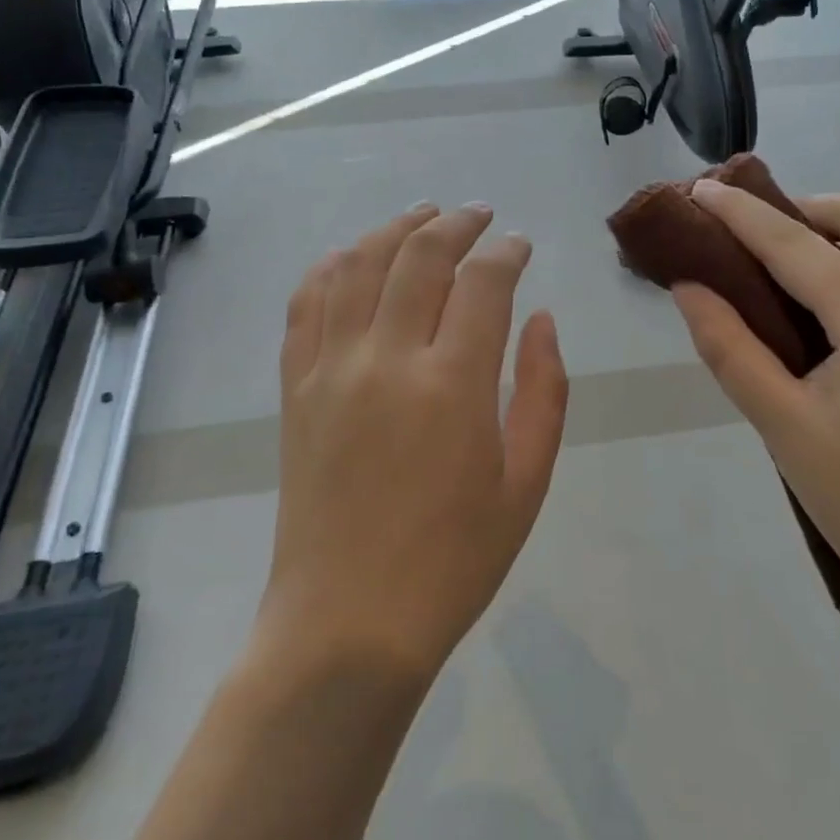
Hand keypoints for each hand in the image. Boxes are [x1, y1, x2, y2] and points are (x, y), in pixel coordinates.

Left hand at [260, 204, 568, 682]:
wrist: (347, 624)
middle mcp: (387, 359)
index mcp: (453, 385)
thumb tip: (541, 319)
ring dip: (395, 228)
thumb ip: (544, 391)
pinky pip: (307, 303)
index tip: (520, 245)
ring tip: (423, 215)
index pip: (483, 283)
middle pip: (420, 255)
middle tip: (479, 215)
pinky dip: (332, 266)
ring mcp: (331, 368)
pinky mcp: (295, 387)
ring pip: (359, 264)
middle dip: (457, 223)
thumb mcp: (526, 482)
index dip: (507, 252)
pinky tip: (353, 256)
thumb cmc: (453, 560)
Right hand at [673, 183, 839, 627]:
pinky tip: (828, 314)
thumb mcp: (783, 427)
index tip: (701, 189)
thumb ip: (729, 347)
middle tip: (753, 236)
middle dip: (803, 208)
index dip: (742, 213)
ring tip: (781, 270)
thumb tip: (689, 287)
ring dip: (835, 236)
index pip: (796, 244)